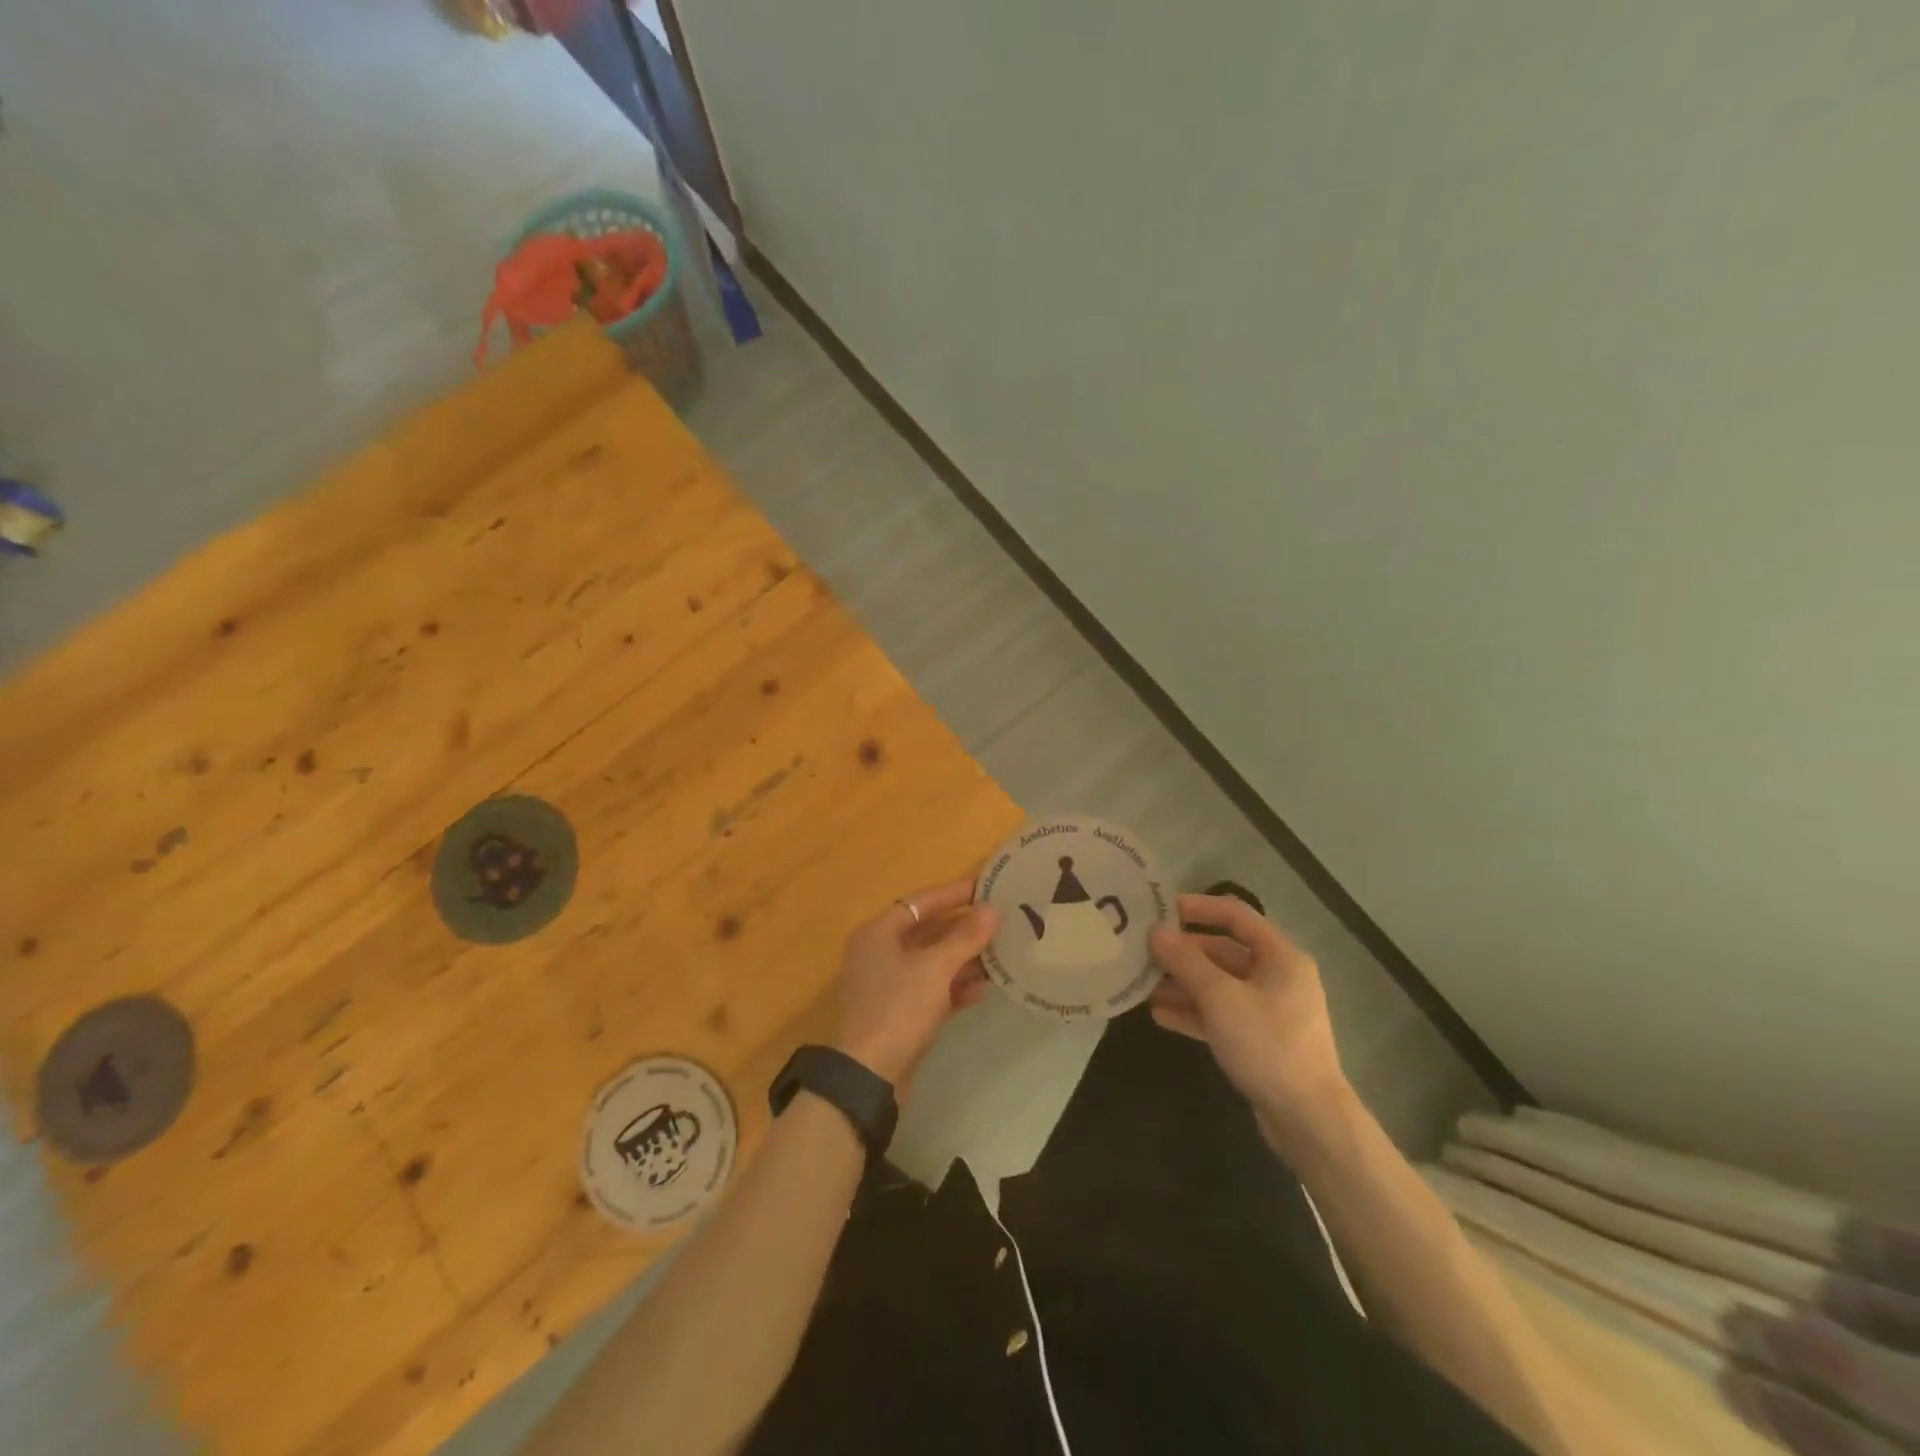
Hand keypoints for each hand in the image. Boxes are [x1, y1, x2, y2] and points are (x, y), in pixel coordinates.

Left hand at [833, 879, 999, 1091]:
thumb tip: (991, 910)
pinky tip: (984, 988)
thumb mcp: (935, 969)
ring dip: (963, 958)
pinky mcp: (899, 1012)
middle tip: (999, 920)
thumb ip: (964, 938)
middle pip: (927, 932)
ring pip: (932, 962)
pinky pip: (931, 989)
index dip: (952, 893)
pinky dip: (954, 987)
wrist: (870, 1075)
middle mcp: (879, 953)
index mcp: (878, 933)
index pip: (920, 902)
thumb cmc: (898, 1008)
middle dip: (963, 929)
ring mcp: (888, 985)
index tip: (985, 887)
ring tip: (1000, 952)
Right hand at [1148, 894, 1352, 1152]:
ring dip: (1182, 984)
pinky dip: (1193, 1012)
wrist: (1308, 1120)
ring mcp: (1268, 1010)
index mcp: (1280, 957)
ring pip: (1218, 985)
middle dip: (1182, 953)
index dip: (1198, 907)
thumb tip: (1156, 930)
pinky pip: (1221, 1014)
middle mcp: (1277, 977)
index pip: (1235, 915)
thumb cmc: (1267, 1045)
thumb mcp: (1220, 998)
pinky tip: (1159, 1015)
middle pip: (1223, 952)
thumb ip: (1186, 961)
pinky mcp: (1259, 1040)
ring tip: (1143, 986)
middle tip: (1143, 952)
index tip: (1160, 908)